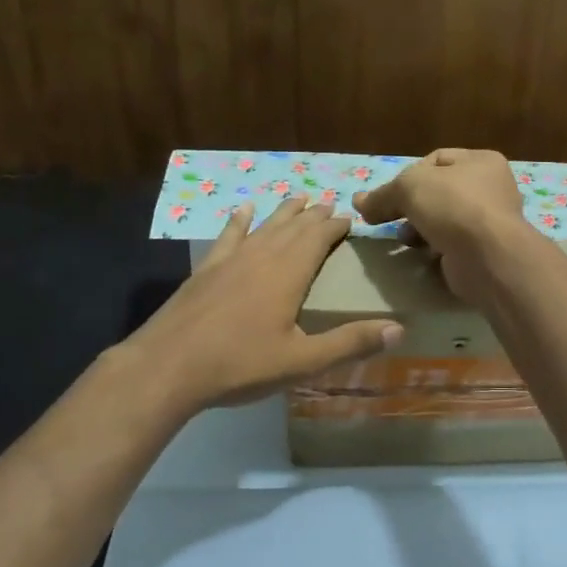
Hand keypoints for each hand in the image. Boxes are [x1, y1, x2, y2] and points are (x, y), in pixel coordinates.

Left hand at [130, 196, 401, 410]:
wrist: (167, 367)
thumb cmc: (240, 365)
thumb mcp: (302, 361)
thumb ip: (350, 343)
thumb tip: (399, 328)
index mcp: (288, 274)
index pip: (318, 238)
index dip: (335, 226)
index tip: (350, 218)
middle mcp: (261, 257)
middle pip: (293, 227)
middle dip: (314, 216)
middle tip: (329, 205)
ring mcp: (229, 261)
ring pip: (264, 227)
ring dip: (283, 213)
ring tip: (298, 199)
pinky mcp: (205, 271)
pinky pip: (228, 237)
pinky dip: (239, 222)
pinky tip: (243, 210)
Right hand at [352, 148, 527, 299]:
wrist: (488, 257)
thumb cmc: (453, 206)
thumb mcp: (409, 188)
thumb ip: (382, 195)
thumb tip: (358, 202)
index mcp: (482, 161)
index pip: (436, 160)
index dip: (408, 174)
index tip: (390, 195)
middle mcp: (491, 188)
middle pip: (438, 192)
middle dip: (410, 206)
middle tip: (389, 219)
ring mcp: (490, 222)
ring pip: (443, 220)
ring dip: (420, 228)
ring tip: (404, 239)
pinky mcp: (484, 251)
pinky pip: (451, 245)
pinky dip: (434, 249)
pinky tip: (421, 255)